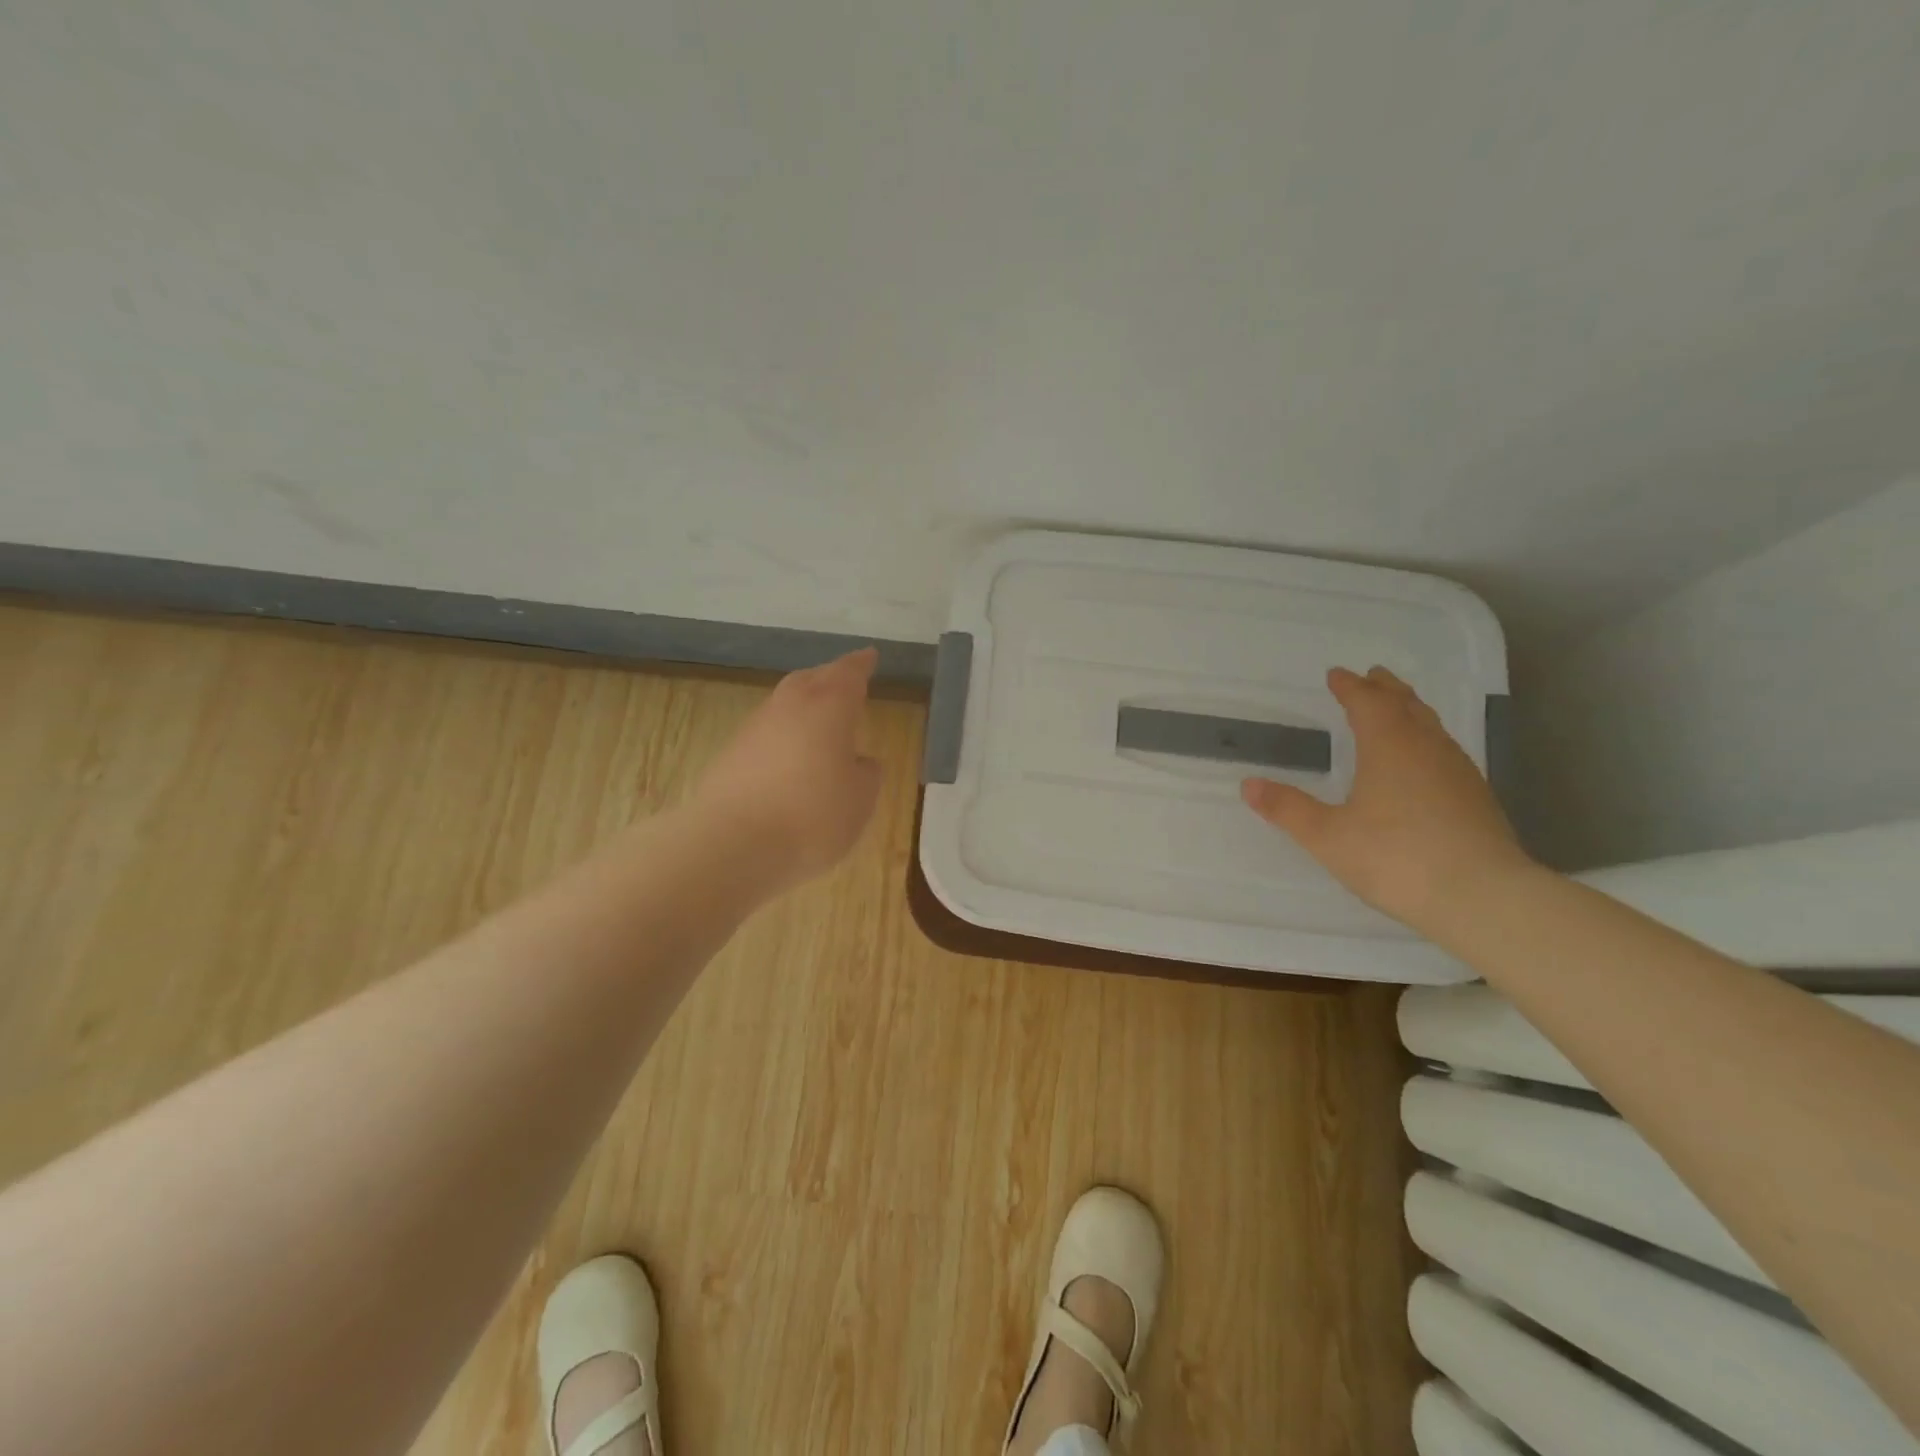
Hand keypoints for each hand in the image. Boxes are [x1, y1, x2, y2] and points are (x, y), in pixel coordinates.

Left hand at [691, 648, 884, 889]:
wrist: (731, 846)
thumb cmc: (812, 817)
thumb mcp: (861, 800)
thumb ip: (866, 774)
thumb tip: (858, 761)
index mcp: (829, 707)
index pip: (849, 673)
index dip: (861, 664)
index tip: (870, 656)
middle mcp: (789, 707)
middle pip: (811, 679)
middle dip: (829, 677)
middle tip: (844, 682)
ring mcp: (753, 729)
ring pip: (784, 705)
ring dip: (803, 708)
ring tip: (819, 724)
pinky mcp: (729, 756)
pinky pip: (765, 735)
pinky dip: (782, 738)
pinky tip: (789, 760)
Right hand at [1240, 666, 1533, 932]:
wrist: (1484, 898)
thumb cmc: (1396, 858)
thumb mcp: (1327, 837)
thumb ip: (1287, 809)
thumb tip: (1248, 784)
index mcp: (1389, 747)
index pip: (1367, 703)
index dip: (1350, 687)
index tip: (1336, 675)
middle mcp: (1426, 749)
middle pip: (1405, 706)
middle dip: (1385, 689)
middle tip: (1371, 676)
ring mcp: (1457, 772)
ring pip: (1431, 726)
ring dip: (1410, 710)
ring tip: (1397, 708)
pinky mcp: (1476, 797)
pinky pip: (1445, 750)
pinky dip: (1427, 739)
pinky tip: (1425, 760)